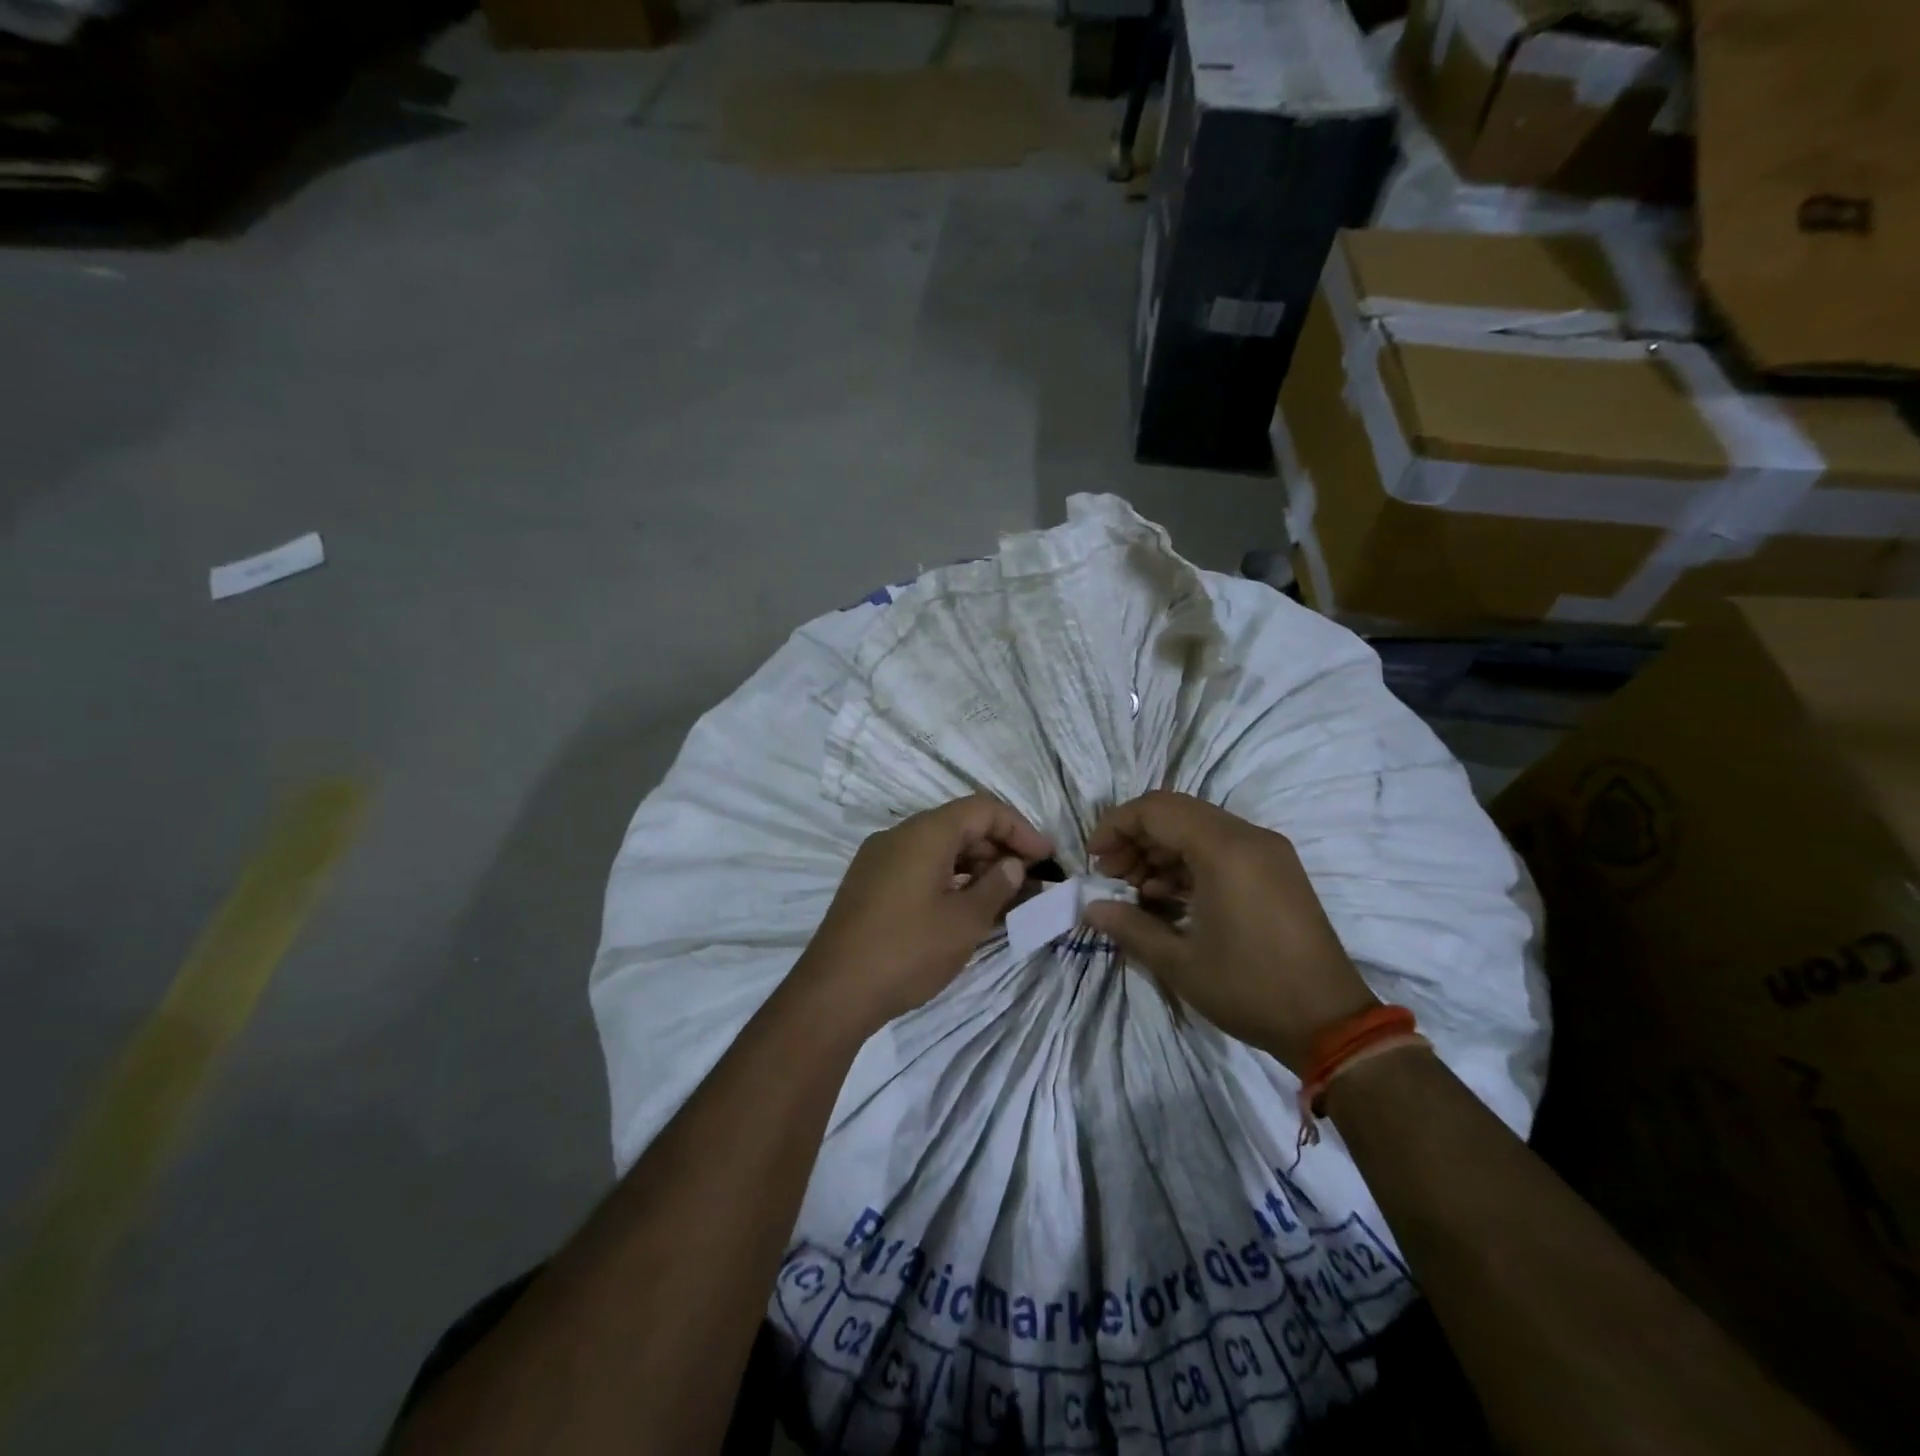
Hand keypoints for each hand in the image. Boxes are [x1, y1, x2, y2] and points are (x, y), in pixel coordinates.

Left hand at [795, 795, 1052, 1033]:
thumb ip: (996, 886)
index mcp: (924, 834)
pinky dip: (949, 878)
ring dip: (975, 865)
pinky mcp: (869, 884)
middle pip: (959, 825)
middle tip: (1030, 881)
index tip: (1046, 858)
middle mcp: (898, 836)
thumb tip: (1011, 864)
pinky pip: (918, 866)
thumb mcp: (964, 922)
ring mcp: (879, 859)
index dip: (1019, 829)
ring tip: (1005, 897)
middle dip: (999, 848)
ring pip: (938, 847)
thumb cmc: (907, 952)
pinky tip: (966, 907)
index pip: (982, 809)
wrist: (834, 993)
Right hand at [1083, 791, 1376, 1071]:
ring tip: (1135, 891)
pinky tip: (1167, 898)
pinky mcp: (1276, 870)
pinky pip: (1221, 848)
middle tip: (1110, 875)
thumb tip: (1091, 908)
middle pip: (1176, 813)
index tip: (1093, 858)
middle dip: (1135, 838)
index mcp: (1226, 850)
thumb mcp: (1180, 963)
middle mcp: (1249, 838)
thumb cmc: (1250, 989)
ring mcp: (1267, 852)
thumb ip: (1130, 927)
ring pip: (1198, 829)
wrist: (1331, 1023)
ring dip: (1160, 851)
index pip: (1156, 810)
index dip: (1116, 826)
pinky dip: (1188, 863)